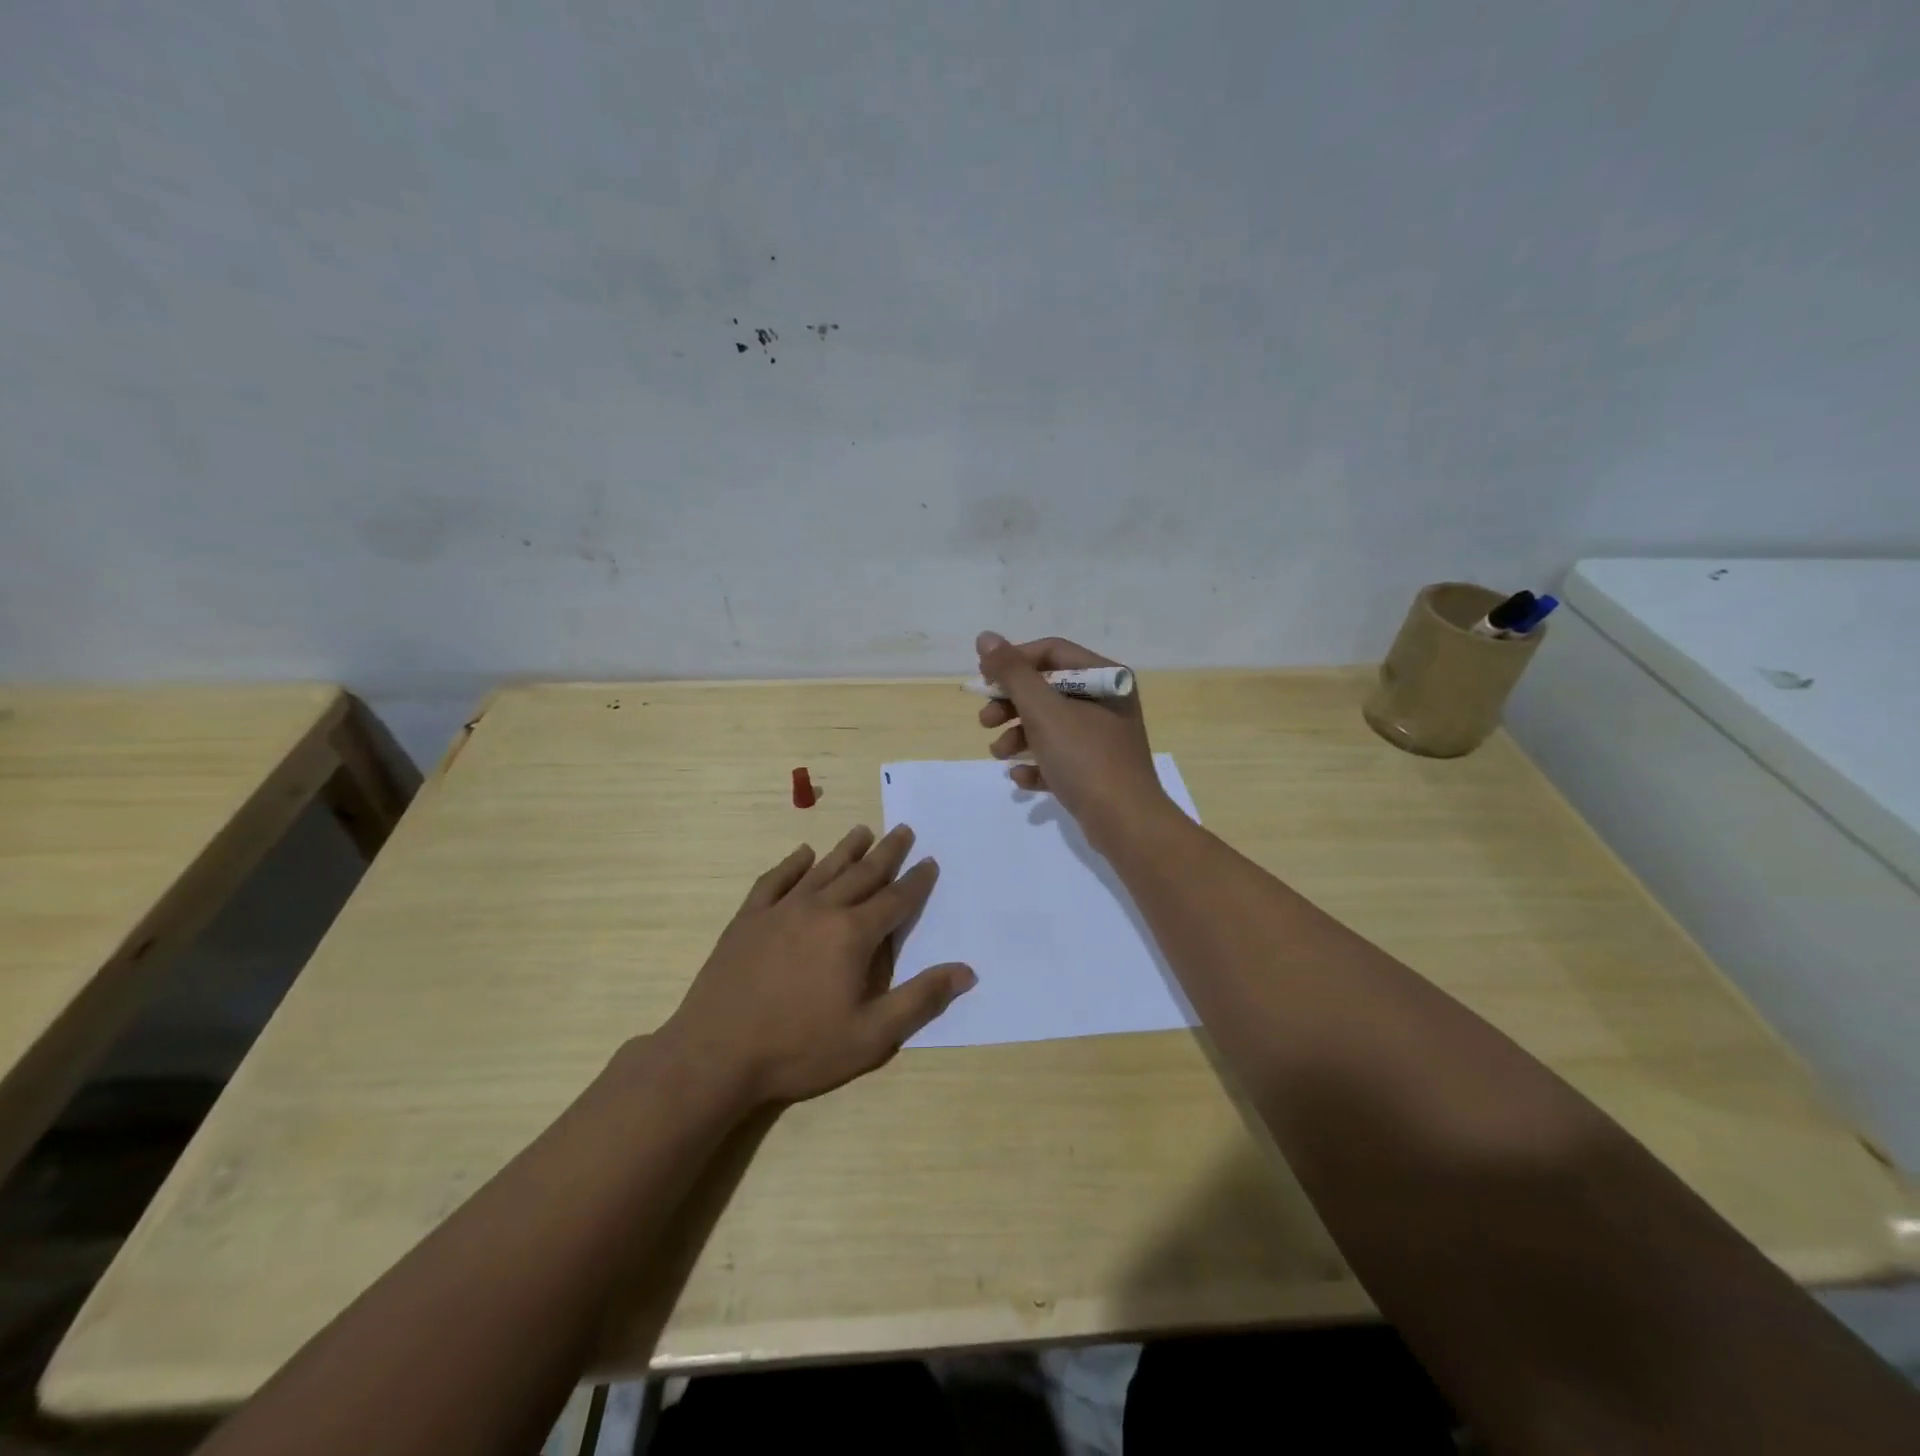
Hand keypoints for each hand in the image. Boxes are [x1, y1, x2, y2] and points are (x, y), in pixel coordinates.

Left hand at [659, 825, 974, 1106]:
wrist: (716, 1054)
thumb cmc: (799, 1048)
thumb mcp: (871, 1036)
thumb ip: (920, 1000)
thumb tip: (966, 971)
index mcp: (853, 935)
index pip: (895, 900)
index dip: (916, 882)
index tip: (930, 862)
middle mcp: (821, 910)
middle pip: (862, 874)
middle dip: (887, 853)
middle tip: (903, 830)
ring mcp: (781, 910)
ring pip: (822, 869)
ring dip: (846, 850)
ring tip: (863, 831)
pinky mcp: (748, 919)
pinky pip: (775, 880)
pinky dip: (791, 865)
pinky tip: (802, 854)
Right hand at [975, 631, 1170, 847]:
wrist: (1125, 823)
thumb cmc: (1085, 758)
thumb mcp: (1043, 710)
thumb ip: (1012, 673)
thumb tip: (986, 637)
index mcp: (1104, 678)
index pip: (1051, 653)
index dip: (1013, 662)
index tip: (984, 681)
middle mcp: (1106, 702)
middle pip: (1047, 689)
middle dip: (1011, 704)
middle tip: (985, 721)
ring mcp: (1102, 738)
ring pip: (1049, 725)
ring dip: (1018, 736)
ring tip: (999, 754)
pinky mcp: (1096, 770)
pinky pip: (1059, 757)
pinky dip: (1037, 764)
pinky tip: (1021, 778)